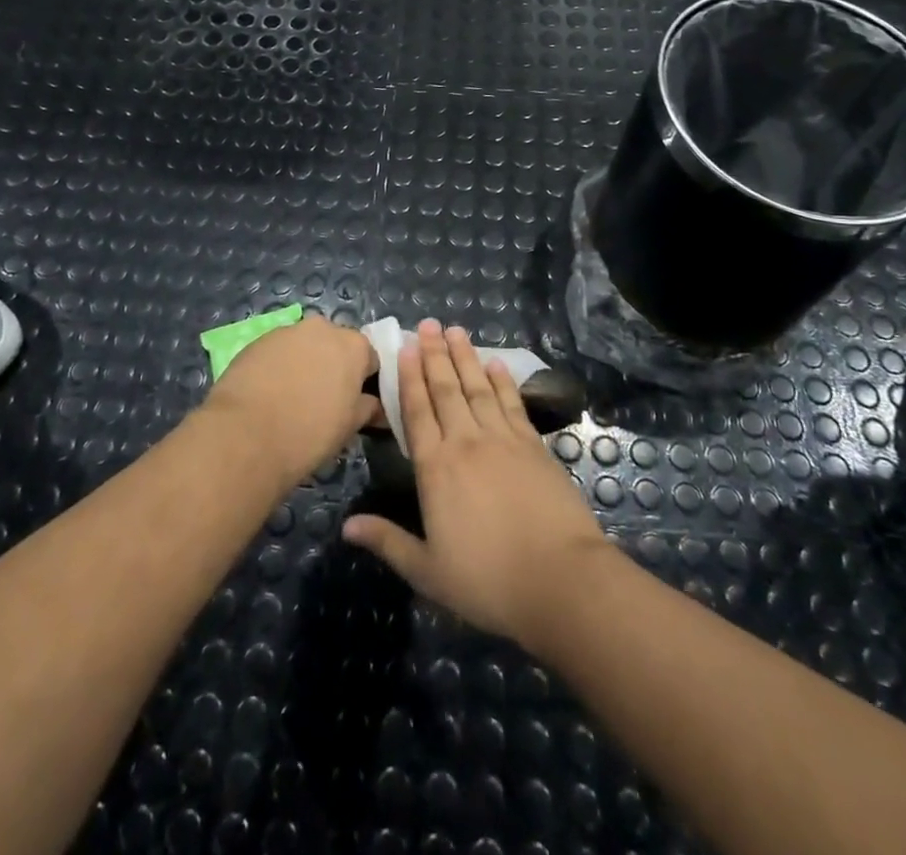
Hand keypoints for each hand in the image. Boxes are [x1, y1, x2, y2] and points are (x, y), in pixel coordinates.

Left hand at [200, 315, 379, 488]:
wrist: (246, 435)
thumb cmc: (310, 432)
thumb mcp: (350, 426)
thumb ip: (368, 409)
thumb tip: (377, 407)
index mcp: (354, 345)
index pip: (370, 359)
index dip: (364, 381)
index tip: (355, 403)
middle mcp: (323, 328)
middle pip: (336, 345)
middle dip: (333, 367)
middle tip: (324, 401)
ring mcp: (287, 331)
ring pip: (305, 346)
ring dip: (304, 364)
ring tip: (292, 399)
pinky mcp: (257, 341)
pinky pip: (278, 352)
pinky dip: (278, 367)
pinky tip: (268, 395)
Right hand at [342, 320, 610, 644]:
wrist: (560, 579)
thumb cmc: (487, 580)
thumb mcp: (427, 571)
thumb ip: (387, 541)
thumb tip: (346, 526)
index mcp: (436, 468)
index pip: (417, 412)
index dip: (409, 378)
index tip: (404, 347)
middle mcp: (466, 442)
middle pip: (446, 389)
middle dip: (435, 354)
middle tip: (428, 324)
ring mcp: (503, 439)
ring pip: (478, 388)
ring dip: (466, 357)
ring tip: (456, 330)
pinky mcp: (533, 445)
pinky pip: (512, 403)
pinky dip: (502, 381)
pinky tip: (496, 364)